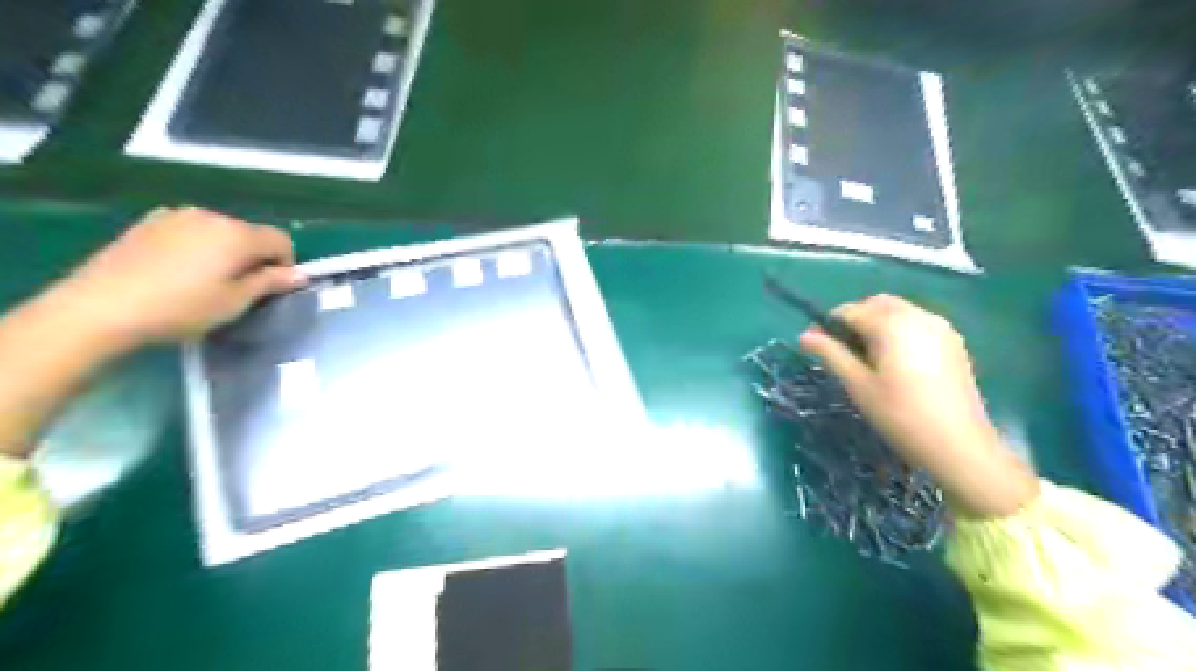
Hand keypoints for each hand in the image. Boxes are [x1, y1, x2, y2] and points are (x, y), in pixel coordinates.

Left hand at [43, 207, 307, 348]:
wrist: (99, 307)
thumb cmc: (181, 308)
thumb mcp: (235, 302)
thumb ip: (271, 283)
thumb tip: (301, 275)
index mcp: (237, 234)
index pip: (281, 240)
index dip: (285, 265)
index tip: (270, 290)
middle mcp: (211, 216)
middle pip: (250, 233)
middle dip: (253, 257)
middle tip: (237, 290)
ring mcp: (175, 216)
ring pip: (219, 231)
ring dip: (224, 251)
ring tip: (204, 282)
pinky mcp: (147, 223)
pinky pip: (189, 231)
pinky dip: (196, 247)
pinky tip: (177, 272)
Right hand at [797, 293, 1042, 518]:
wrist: (959, 445)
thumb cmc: (900, 415)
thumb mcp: (858, 385)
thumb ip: (831, 354)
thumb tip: (804, 336)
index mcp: (892, 324)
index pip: (849, 311)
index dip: (828, 325)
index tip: (816, 346)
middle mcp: (918, 316)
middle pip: (876, 304)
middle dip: (854, 320)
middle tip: (842, 351)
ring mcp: (940, 328)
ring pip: (898, 311)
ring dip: (877, 324)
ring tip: (868, 358)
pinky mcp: (953, 342)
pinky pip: (917, 323)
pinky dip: (898, 331)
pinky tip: (895, 362)